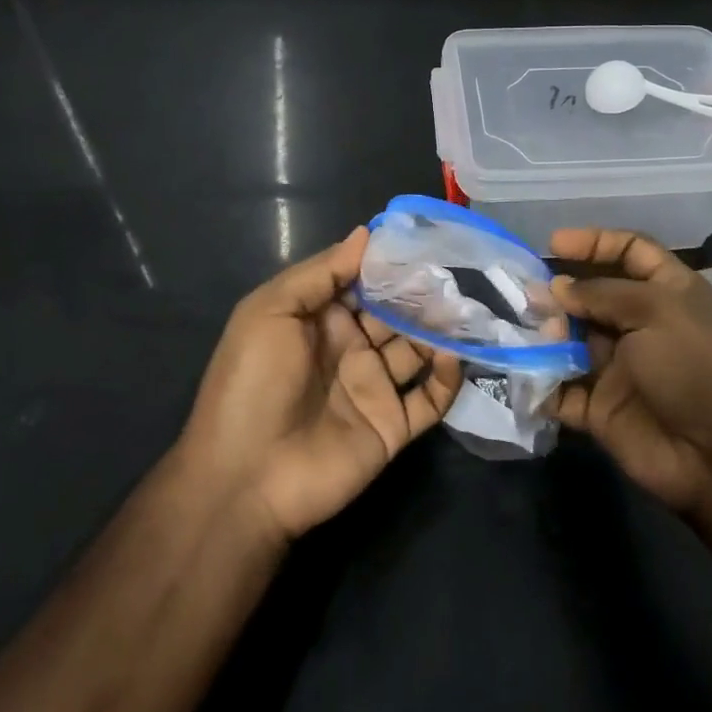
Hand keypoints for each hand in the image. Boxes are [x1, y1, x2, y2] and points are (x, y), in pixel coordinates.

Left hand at [178, 228, 461, 542]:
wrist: (245, 478)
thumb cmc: (252, 384)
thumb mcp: (269, 312)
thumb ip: (321, 272)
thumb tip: (367, 233)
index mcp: (321, 321)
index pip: (365, 283)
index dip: (392, 264)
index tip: (425, 242)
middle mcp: (351, 349)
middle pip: (397, 314)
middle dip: (424, 295)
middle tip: (456, 276)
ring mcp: (374, 388)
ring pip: (419, 350)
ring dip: (442, 330)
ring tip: (466, 310)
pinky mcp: (393, 426)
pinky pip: (430, 399)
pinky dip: (448, 378)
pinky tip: (455, 357)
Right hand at [547, 228, 711, 515]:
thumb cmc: (695, 366)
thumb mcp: (655, 311)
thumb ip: (601, 294)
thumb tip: (557, 288)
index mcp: (668, 293)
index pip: (631, 251)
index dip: (595, 242)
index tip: (553, 244)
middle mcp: (642, 326)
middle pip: (592, 297)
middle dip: (559, 293)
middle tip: (528, 295)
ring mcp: (620, 368)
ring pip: (571, 342)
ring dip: (546, 335)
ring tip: (530, 335)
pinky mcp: (601, 409)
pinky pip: (562, 390)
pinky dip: (541, 383)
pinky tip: (523, 373)